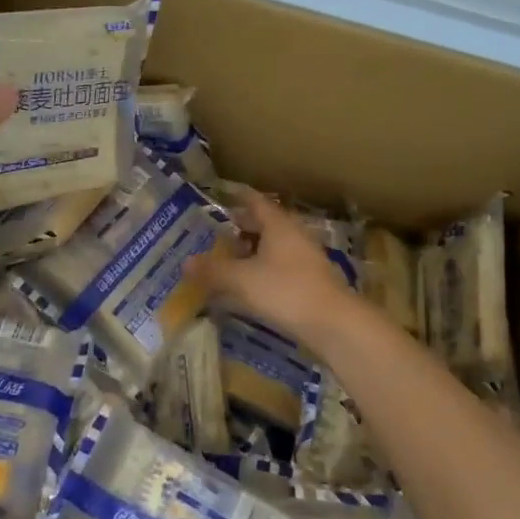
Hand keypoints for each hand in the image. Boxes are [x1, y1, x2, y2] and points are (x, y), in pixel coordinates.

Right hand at [188, 186, 359, 343]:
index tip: (220, 195)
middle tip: (215, 232)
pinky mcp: (310, 281)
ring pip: (273, 246)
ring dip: (251, 251)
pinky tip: (249, 285)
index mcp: (278, 225)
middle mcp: (293, 235)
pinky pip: (280, 267)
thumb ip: (213, 270)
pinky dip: (262, 269)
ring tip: (228, 260)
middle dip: (240, 227)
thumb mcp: (242, 280)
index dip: (237, 197)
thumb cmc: (286, 290)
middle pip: (264, 224)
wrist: (334, 323)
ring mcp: (305, 258)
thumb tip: (186, 262)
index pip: (255, 201)